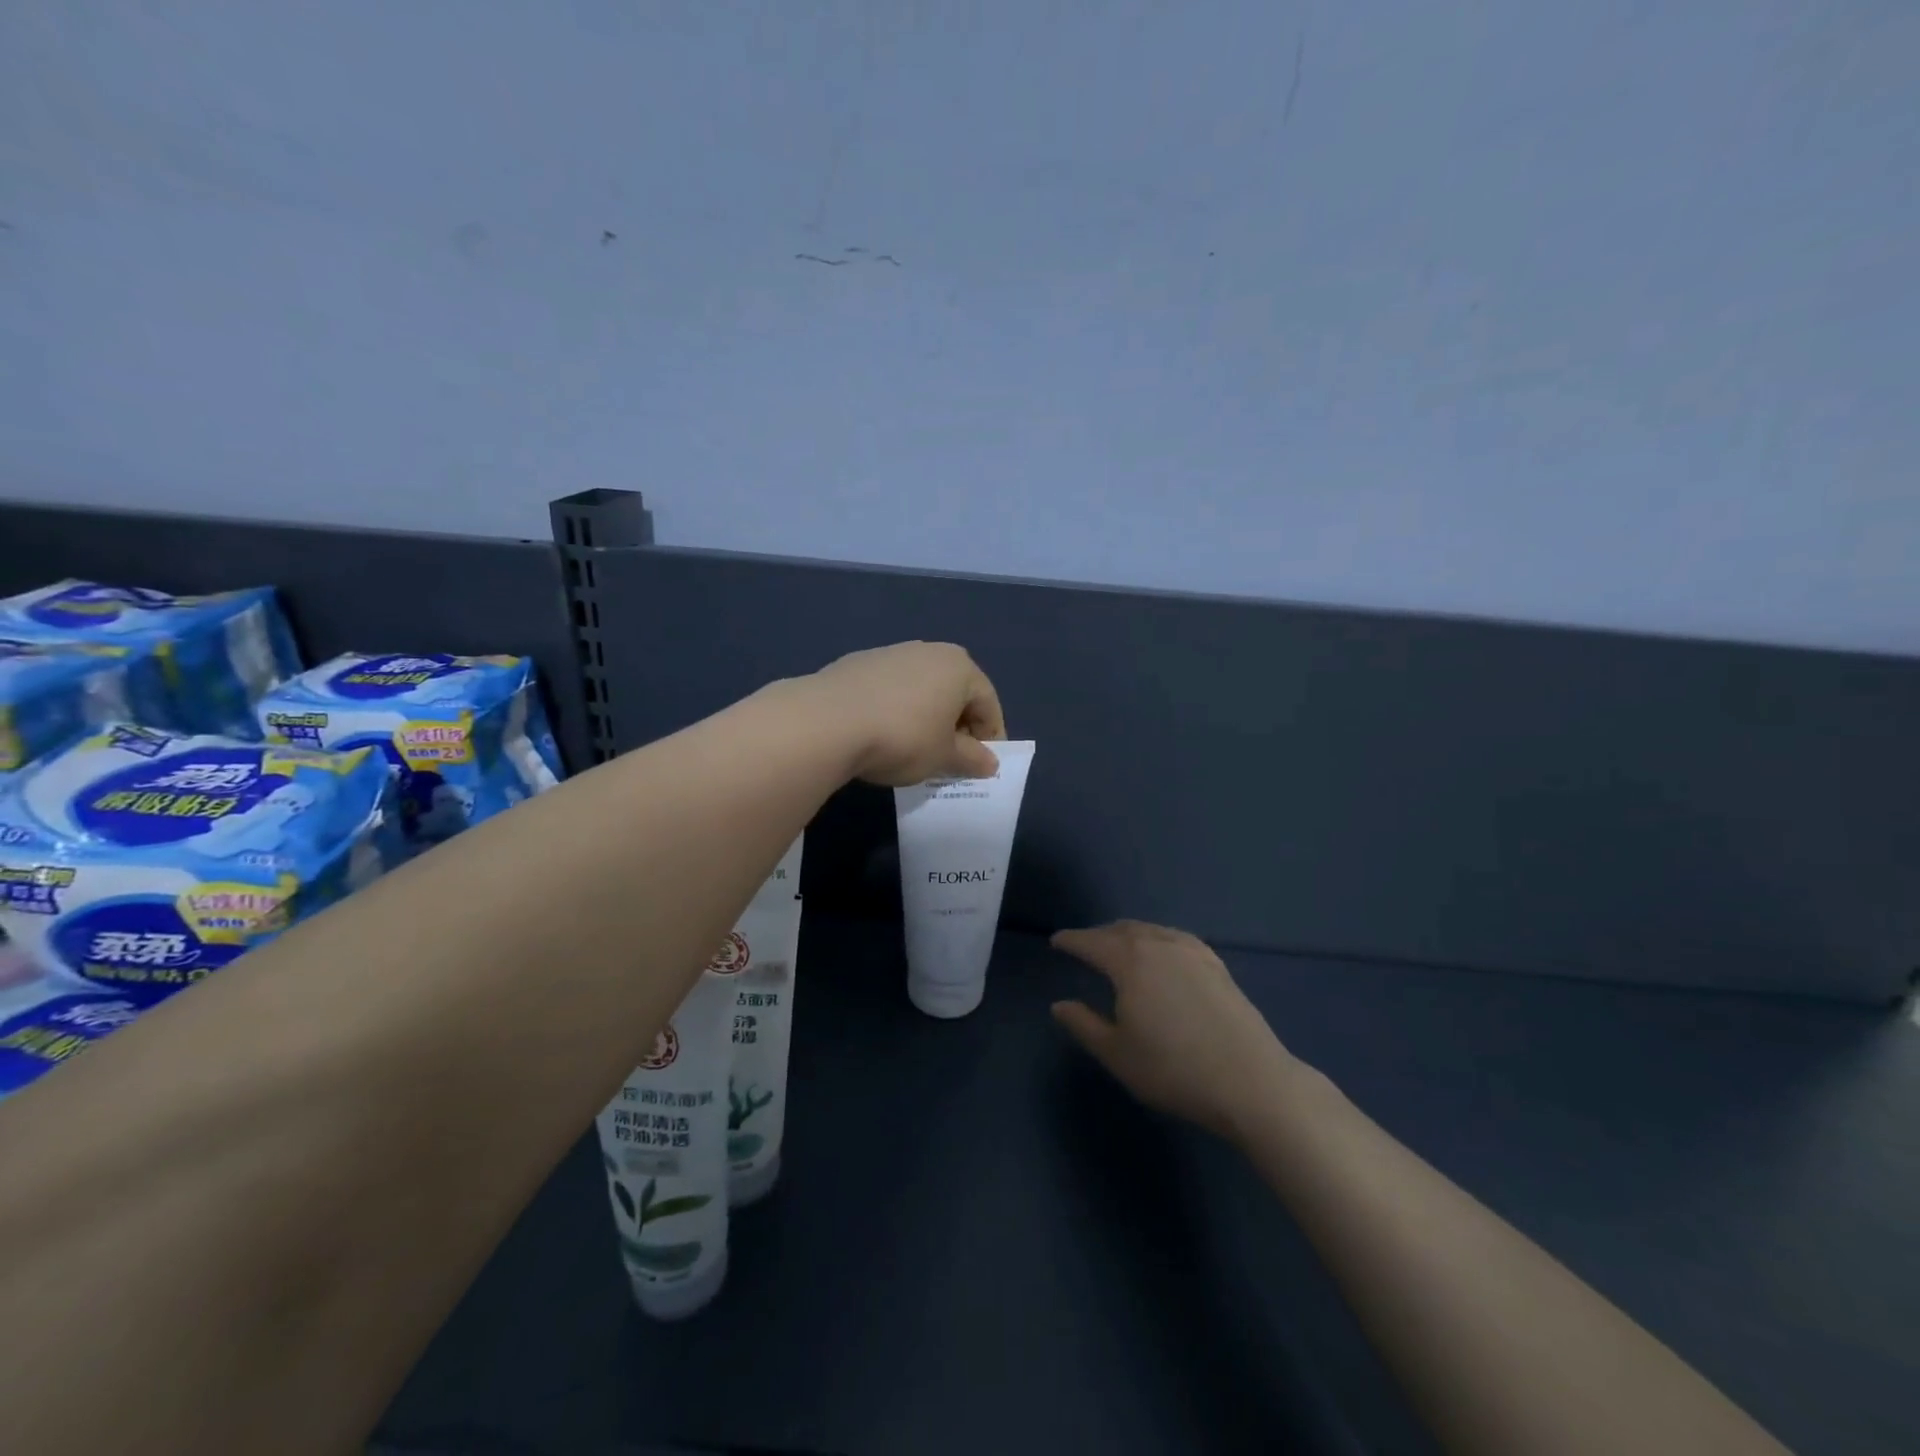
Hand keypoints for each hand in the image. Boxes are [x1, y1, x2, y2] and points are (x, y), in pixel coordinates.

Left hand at [805, 641, 1005, 785]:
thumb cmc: (903, 738)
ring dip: (925, 718)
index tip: (980, 767)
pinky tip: (881, 735)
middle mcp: (928, 651)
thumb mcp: (944, 757)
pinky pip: (890, 690)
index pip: (988, 705)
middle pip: (955, 693)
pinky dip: (895, 711)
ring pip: (921, 690)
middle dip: (956, 726)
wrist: (828, 722)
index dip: (990, 739)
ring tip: (913, 750)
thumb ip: (972, 759)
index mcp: (960, 667)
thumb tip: (990, 763)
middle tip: (949, 760)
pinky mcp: (857, 663)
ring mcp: (890, 653)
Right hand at [1050, 921, 1297, 1140]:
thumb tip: (1060, 1005)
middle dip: (1099, 935)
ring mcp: (1192, 951)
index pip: (1091, 942)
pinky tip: (1162, 954)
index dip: (1071, 941)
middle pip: (1122, 930)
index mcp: (1129, 960)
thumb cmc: (1174, 1069)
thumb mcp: (1117, 1054)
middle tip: (1085, 945)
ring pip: (1151, 931)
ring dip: (1129, 934)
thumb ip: (1084, 1025)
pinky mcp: (1216, 964)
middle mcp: (1159, 944)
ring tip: (1119, 947)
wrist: (1251, 1080)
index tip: (1056, 941)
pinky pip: (1175, 938)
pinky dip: (1157, 939)